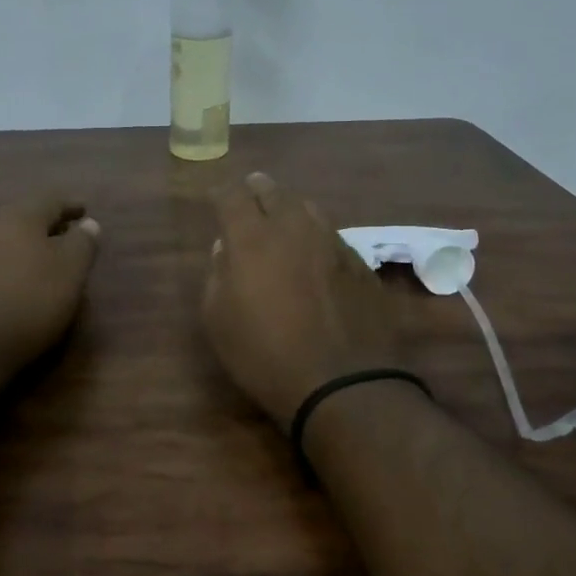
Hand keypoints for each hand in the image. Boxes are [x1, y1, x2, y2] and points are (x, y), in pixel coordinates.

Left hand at [0, 194, 101, 386]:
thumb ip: (83, 243)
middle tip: (66, 233)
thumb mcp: (70, 271)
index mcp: (21, 216)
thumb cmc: (30, 300)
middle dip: (47, 223)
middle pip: (24, 216)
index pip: (51, 199)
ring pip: (7, 238)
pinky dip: (12, 263)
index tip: (85, 210)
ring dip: (27, 244)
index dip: (70, 204)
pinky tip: (19, 280)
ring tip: (45, 259)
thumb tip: (88, 224)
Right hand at [202, 172, 401, 427]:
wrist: (344, 384)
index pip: (231, 196)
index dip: (221, 194)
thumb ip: (217, 275)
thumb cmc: (265, 355)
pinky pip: (331, 235)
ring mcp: (332, 242)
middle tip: (250, 195)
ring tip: (282, 220)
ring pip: (307, 208)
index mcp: (252, 238)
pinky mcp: (359, 263)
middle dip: (257, 190)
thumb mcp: (218, 321)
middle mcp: (293, 228)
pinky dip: (315, 235)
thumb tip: (226, 248)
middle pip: (274, 192)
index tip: (216, 199)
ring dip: (289, 209)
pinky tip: (313, 253)